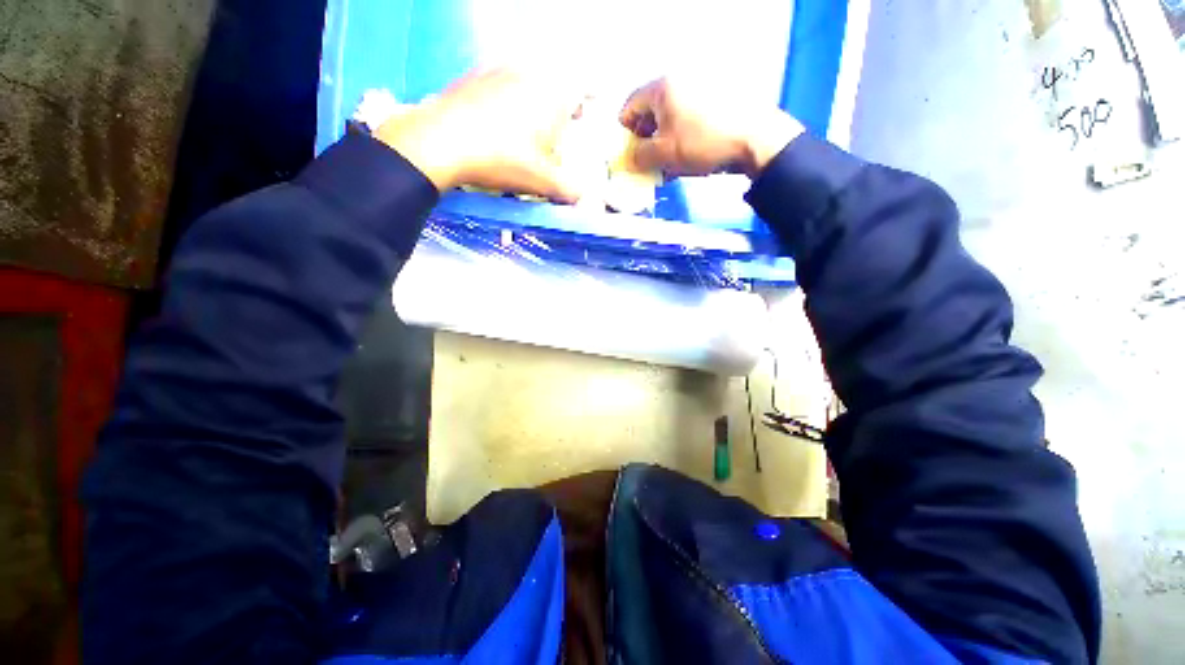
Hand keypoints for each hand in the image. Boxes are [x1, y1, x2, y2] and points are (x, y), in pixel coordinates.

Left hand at [375, 69, 585, 201]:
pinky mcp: (473, 78)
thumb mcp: (540, 181)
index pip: (580, 89)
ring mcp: (498, 72)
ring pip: (526, 82)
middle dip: (560, 106)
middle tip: (560, 127)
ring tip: (530, 128)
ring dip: (533, 102)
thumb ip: (567, 189)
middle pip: (553, 85)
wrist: (442, 141)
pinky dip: (507, 100)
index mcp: (551, 96)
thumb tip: (581, 197)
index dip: (587, 99)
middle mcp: (528, 76)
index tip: (587, 110)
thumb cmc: (502, 159)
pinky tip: (498, 122)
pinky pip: (500, 84)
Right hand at [619, 77, 804, 177]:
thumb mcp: (663, 154)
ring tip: (666, 165)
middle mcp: (680, 81)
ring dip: (663, 142)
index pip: (630, 106)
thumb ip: (639, 156)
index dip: (624, 132)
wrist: (754, 140)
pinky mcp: (716, 101)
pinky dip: (681, 138)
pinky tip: (684, 158)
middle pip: (651, 111)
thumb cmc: (701, 143)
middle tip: (646, 161)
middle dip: (645, 139)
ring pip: (670, 118)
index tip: (627, 153)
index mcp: (662, 88)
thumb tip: (630, 158)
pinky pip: (688, 119)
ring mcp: (700, 89)